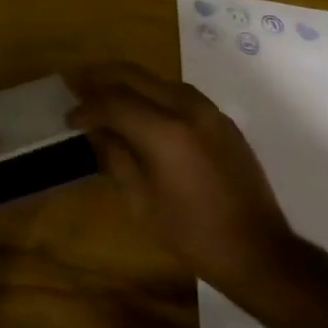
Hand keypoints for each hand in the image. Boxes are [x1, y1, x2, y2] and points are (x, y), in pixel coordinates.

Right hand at [67, 62, 298, 300]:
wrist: (258, 251)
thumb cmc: (192, 234)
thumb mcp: (141, 202)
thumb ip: (115, 157)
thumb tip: (96, 130)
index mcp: (163, 131)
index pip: (113, 102)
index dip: (87, 107)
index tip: (69, 118)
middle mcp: (186, 109)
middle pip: (134, 76)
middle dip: (101, 77)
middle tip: (77, 83)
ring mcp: (208, 111)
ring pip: (157, 79)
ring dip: (128, 81)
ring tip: (105, 92)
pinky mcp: (222, 120)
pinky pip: (179, 92)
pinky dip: (153, 92)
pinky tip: (142, 107)